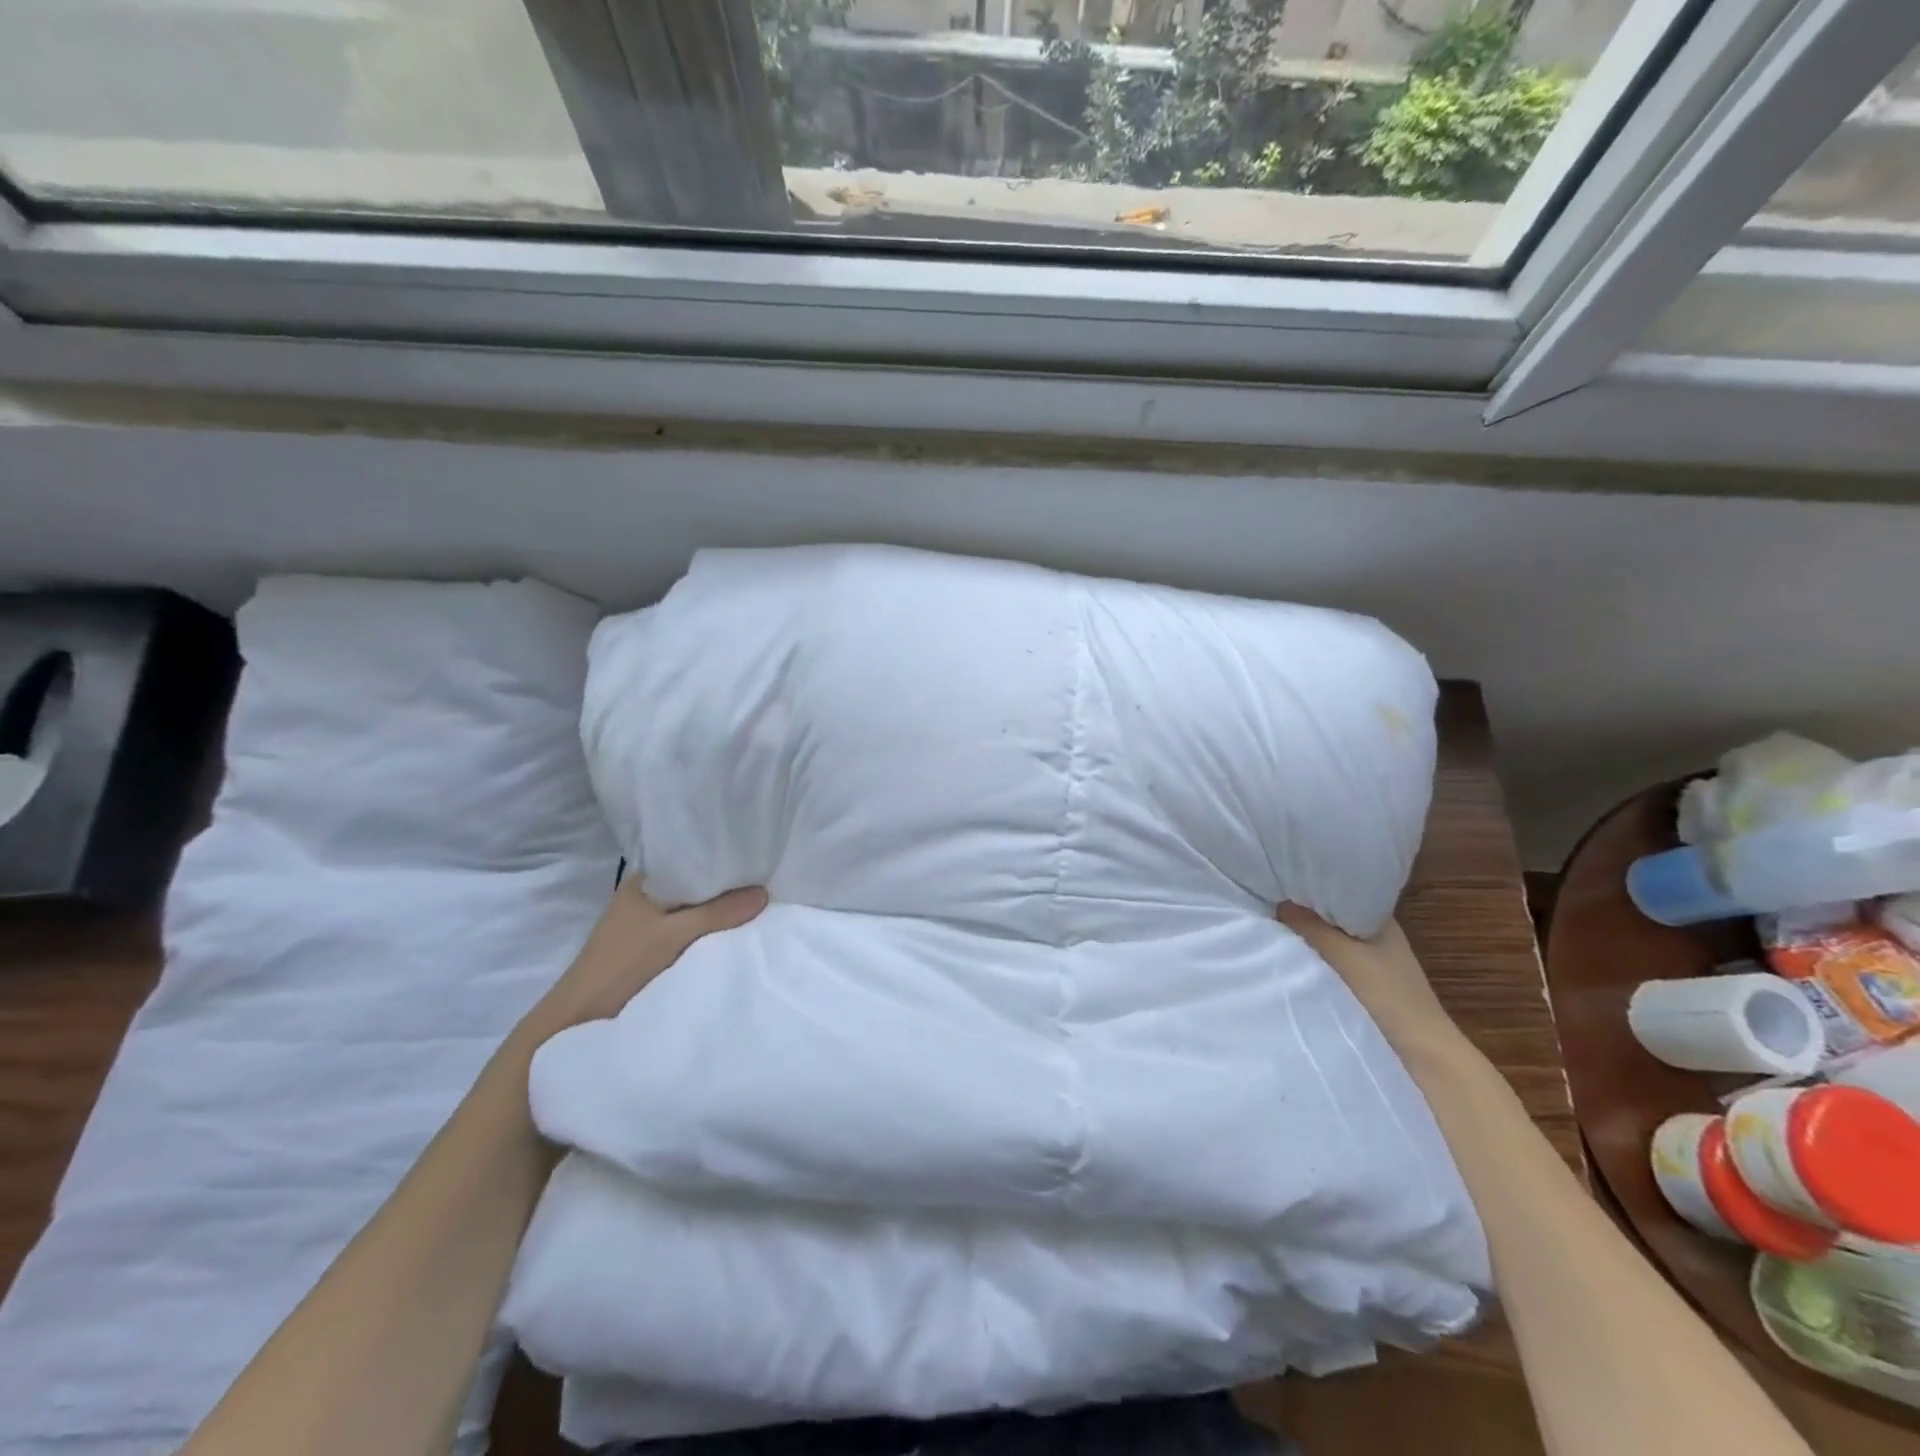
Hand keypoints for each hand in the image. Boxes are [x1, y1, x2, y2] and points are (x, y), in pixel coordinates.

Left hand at [523, 878, 767, 1040]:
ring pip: (693, 914)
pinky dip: (707, 936)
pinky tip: (733, 936)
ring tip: (757, 908)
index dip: (720, 861)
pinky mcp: (651, 953)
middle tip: (764, 885)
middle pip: (694, 890)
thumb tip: (764, 893)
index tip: (756, 860)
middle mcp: (645, 900)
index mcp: (642, 884)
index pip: (688, 861)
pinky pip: (688, 936)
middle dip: (724, 891)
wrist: (579, 1021)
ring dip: (717, 916)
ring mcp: (647, 928)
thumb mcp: (672, 934)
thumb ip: (717, 913)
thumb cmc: (621, 965)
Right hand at [1277, 904, 1462, 1053]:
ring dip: (1307, 941)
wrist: (1421, 1057)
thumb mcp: (1344, 955)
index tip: (1279, 882)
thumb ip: (1311, 928)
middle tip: (1267, 905)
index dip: (1312, 887)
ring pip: (1328, 944)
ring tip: (1270, 929)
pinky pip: (1329, 966)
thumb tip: (1280, 903)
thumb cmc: (1387, 996)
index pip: (1341, 892)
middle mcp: (1375, 938)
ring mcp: (1370, 965)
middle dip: (1304, 914)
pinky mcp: (1362, 990)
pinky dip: (1312, 963)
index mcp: (1380, 921)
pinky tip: (1289, 961)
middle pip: (1331, 919)